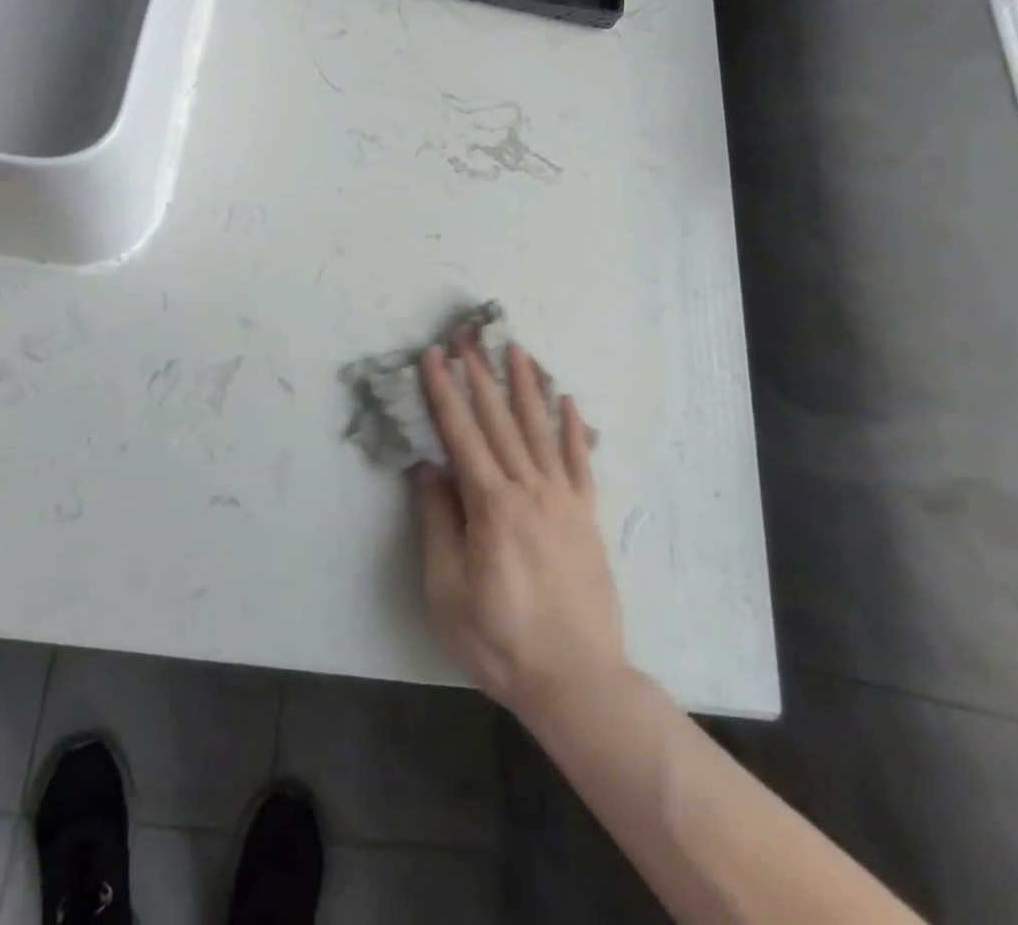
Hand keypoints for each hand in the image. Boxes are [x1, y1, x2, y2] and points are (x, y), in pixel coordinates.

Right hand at [414, 335, 624, 721]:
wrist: (578, 681)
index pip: (461, 433)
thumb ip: (438, 522)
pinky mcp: (588, 516)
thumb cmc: (501, 640)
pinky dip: (574, 428)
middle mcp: (529, 488)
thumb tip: (429, 469)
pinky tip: (567, 400)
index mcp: (490, 504)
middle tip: (469, 335)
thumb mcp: (448, 589)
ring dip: (525, 385)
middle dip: (480, 374)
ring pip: (540, 429)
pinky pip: (581, 462)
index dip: (444, 391)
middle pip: (499, 419)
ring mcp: (563, 499)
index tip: (433, 355)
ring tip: (516, 348)